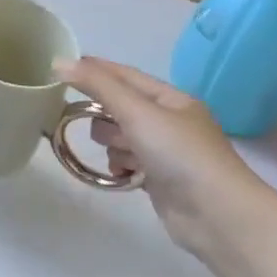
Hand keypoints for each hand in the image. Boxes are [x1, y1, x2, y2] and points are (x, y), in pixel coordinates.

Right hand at [56, 57, 270, 256]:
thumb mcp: (137, 112)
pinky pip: (126, 163)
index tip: (61, 67)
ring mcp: (165, 152)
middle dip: (106, 118)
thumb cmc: (180, 154)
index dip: (95, 69)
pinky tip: (125, 177)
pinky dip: (121, 167)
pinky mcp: (159, 179)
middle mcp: (169, 121)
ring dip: (115, 146)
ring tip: (127, 159)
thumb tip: (59, 61)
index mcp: (171, 98)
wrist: (217, 215)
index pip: (125, 75)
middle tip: (107, 129)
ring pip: (120, 137)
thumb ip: (98, 86)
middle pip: (119, 108)